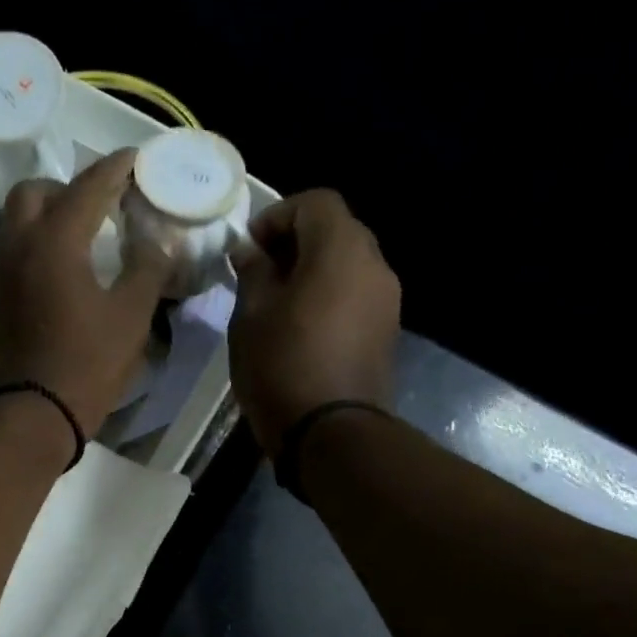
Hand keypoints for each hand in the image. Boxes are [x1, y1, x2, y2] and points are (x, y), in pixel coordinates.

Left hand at [0, 150, 175, 435]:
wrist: (31, 416)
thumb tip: (159, 241)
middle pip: (34, 191)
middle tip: (95, 206)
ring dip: (38, 213)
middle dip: (66, 188)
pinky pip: (1, 253)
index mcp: (56, 241)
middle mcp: (16, 244)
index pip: (88, 187)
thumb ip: (147, 269)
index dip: (114, 170)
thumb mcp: (131, 318)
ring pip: (9, 219)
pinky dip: (23, 245)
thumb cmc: (87, 366)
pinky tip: (44, 269)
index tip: (132, 159)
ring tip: (66, 233)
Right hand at [229, 189, 401, 456]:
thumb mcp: (251, 317)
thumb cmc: (282, 367)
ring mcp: (387, 300)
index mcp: (340, 249)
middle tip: (261, 273)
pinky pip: (356, 295)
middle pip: (336, 230)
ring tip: (279, 303)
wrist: (331, 434)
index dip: (278, 215)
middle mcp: (374, 264)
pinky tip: (303, 328)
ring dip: (314, 271)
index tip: (249, 248)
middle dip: (296, 242)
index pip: (315, 202)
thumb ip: (253, 273)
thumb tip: (251, 250)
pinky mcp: (387, 331)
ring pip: (348, 264)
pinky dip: (331, 296)